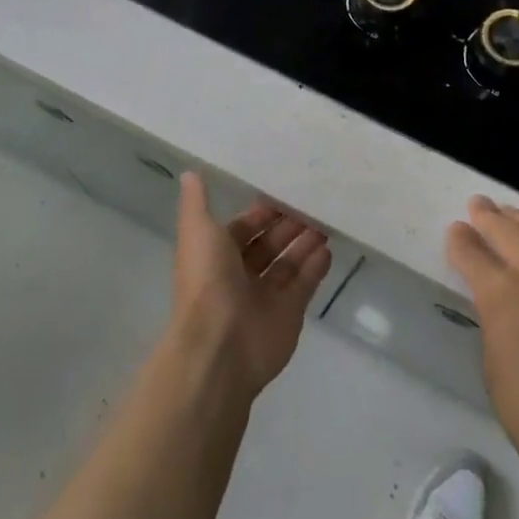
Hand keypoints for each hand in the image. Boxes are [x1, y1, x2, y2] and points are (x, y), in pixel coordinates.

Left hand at [166, 172, 332, 404]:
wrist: (219, 346)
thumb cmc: (207, 281)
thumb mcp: (197, 231)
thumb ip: (196, 202)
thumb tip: (189, 171)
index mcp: (217, 255)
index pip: (243, 227)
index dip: (262, 212)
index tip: (285, 191)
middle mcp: (240, 275)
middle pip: (269, 245)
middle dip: (288, 226)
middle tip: (314, 204)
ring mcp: (265, 297)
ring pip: (289, 264)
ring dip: (305, 243)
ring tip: (326, 222)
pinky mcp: (288, 314)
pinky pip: (305, 285)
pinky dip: (316, 268)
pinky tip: (328, 249)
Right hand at [448, 196, 518, 496]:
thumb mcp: (492, 361)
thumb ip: (492, 316)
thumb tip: (492, 296)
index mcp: (501, 295)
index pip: (472, 252)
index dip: (460, 238)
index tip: (455, 230)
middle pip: (507, 229)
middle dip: (487, 214)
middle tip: (477, 205)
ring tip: (511, 215)